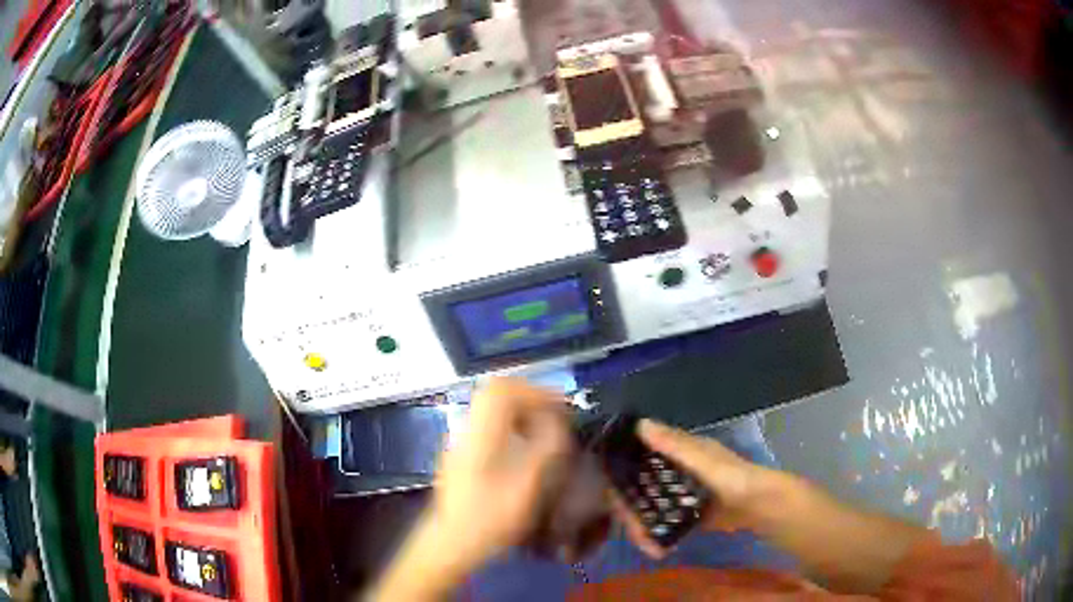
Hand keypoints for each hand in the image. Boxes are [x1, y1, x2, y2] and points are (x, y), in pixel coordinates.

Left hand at [429, 378, 571, 572]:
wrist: (452, 542)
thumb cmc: (491, 517)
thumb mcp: (528, 486)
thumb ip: (546, 448)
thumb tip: (557, 421)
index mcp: (480, 433)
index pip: (503, 389)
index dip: (535, 391)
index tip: (560, 409)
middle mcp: (467, 430)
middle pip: (495, 393)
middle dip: (529, 398)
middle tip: (554, 416)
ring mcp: (460, 441)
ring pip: (490, 409)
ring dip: (520, 411)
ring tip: (543, 431)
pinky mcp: (461, 455)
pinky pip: (487, 425)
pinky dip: (510, 426)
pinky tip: (524, 449)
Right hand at [613, 419, 776, 557]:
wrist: (759, 506)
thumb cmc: (731, 477)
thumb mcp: (702, 459)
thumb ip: (673, 444)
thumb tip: (639, 423)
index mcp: (676, 452)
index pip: (637, 458)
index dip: (621, 472)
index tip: (608, 492)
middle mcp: (672, 471)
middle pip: (638, 489)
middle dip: (632, 513)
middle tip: (635, 534)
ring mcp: (677, 494)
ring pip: (647, 508)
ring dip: (643, 528)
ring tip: (650, 548)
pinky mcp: (684, 514)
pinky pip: (661, 523)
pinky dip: (656, 535)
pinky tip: (657, 548)